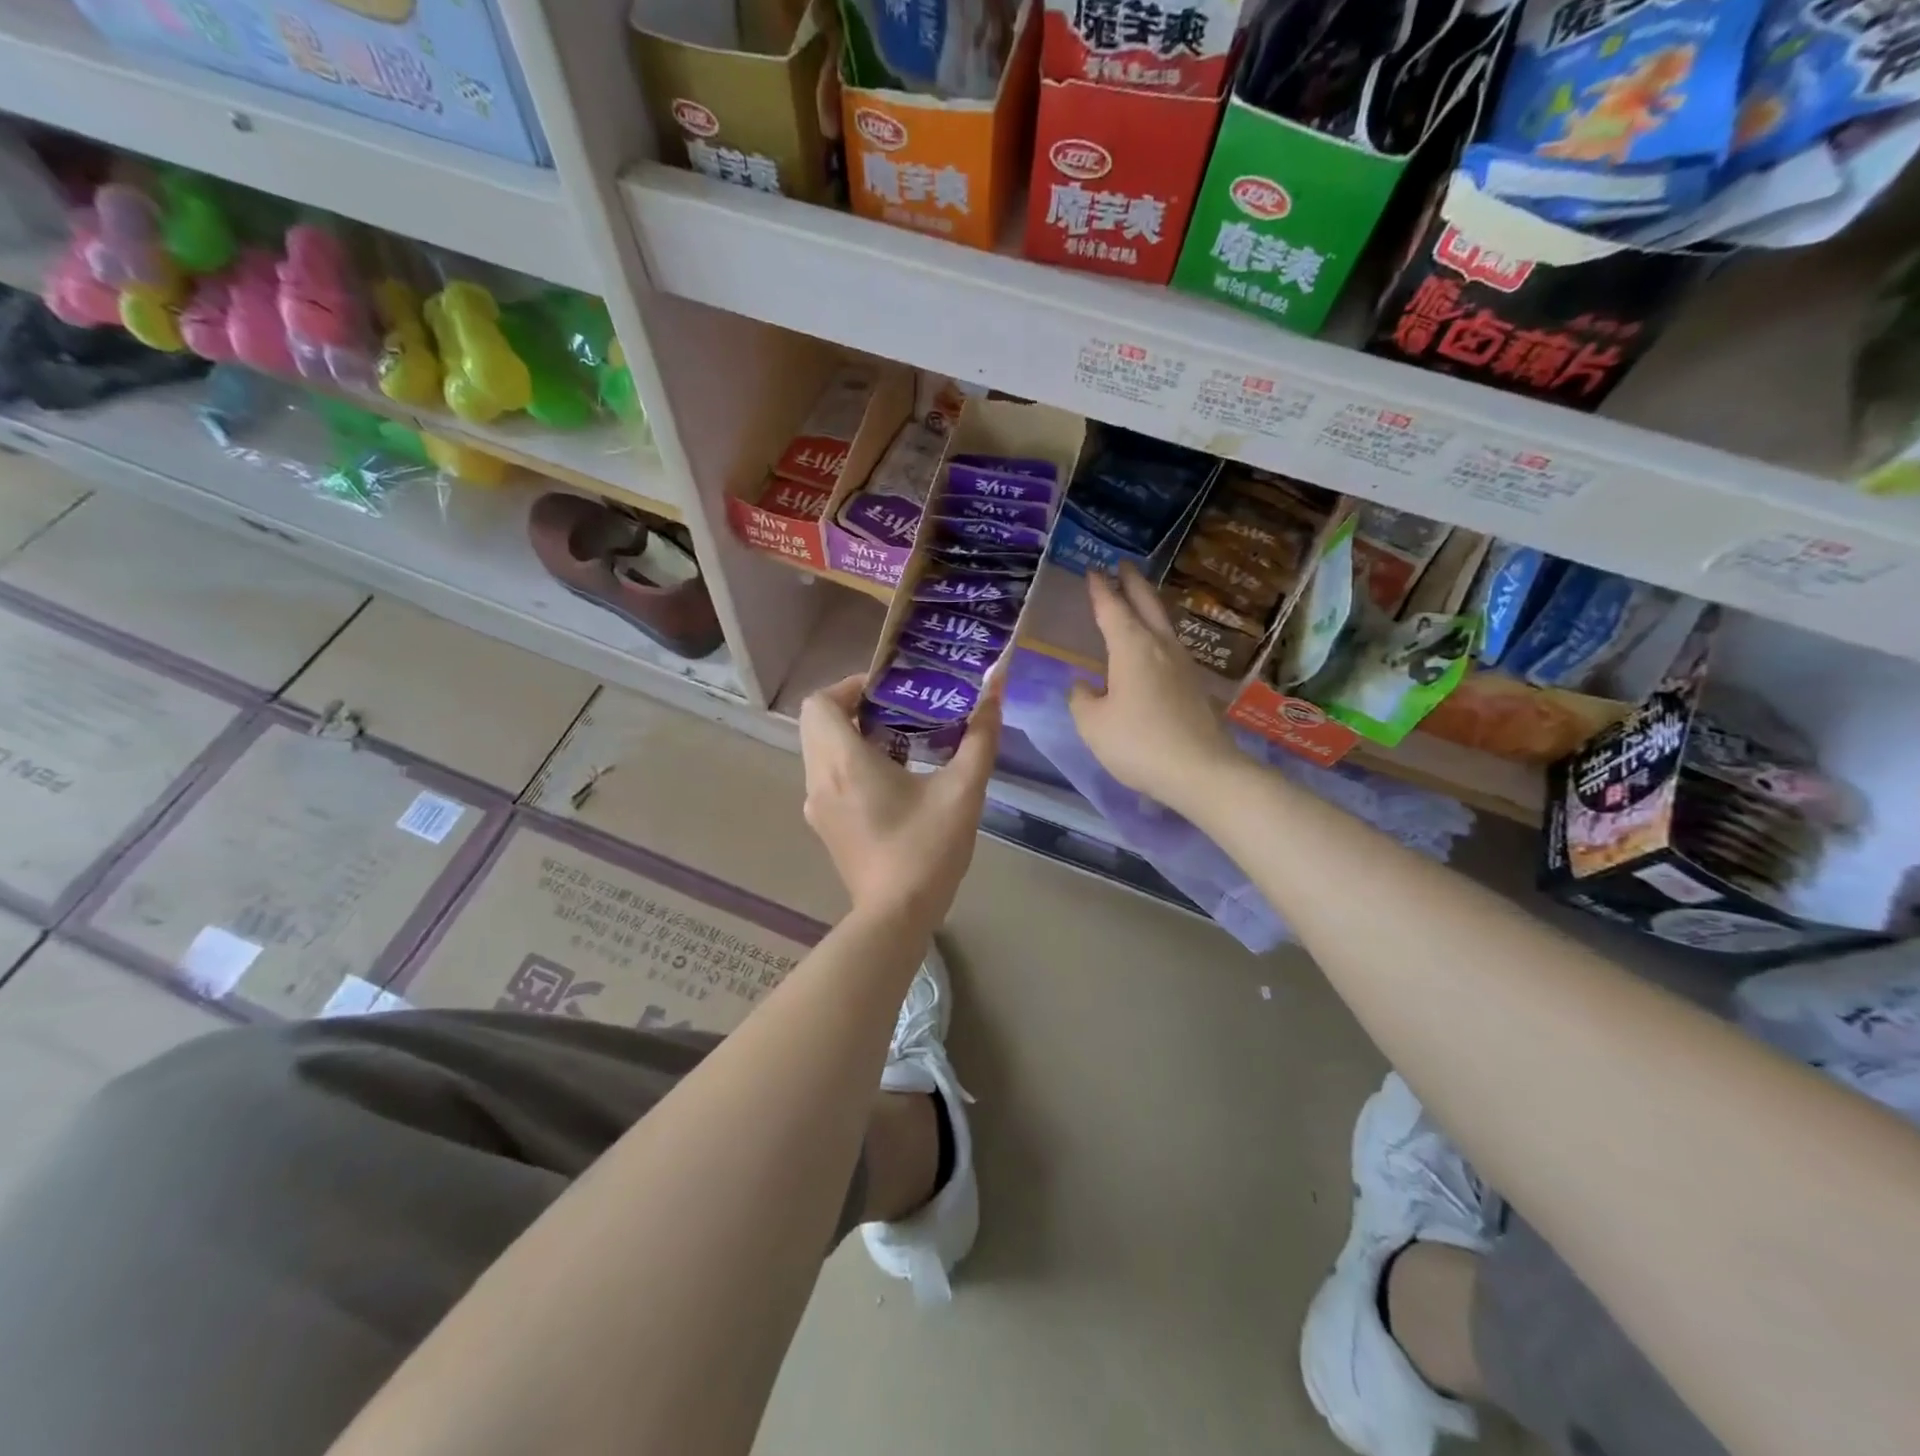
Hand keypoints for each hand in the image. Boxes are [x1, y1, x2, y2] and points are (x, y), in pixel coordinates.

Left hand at [799, 675, 1000, 925]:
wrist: (897, 916)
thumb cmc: (927, 849)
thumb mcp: (963, 790)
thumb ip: (980, 737)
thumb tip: (995, 691)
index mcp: (843, 762)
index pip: (820, 702)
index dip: (850, 686)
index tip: (891, 691)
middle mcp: (819, 779)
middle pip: (818, 723)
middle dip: (854, 708)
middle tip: (900, 711)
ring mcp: (816, 806)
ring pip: (820, 751)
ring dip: (852, 736)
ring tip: (901, 741)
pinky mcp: (824, 826)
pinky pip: (827, 777)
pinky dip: (849, 764)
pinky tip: (892, 780)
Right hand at [1070, 564, 1238, 811]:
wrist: (1201, 771)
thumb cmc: (1138, 743)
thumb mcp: (1093, 725)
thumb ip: (1082, 700)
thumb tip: (1083, 686)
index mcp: (1131, 647)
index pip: (1111, 608)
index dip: (1100, 589)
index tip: (1093, 571)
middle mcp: (1160, 646)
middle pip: (1147, 604)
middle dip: (1133, 583)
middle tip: (1123, 565)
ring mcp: (1182, 664)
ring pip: (1163, 623)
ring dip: (1149, 605)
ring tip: (1138, 599)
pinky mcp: (1194, 685)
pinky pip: (1170, 646)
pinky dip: (1156, 633)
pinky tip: (1152, 647)